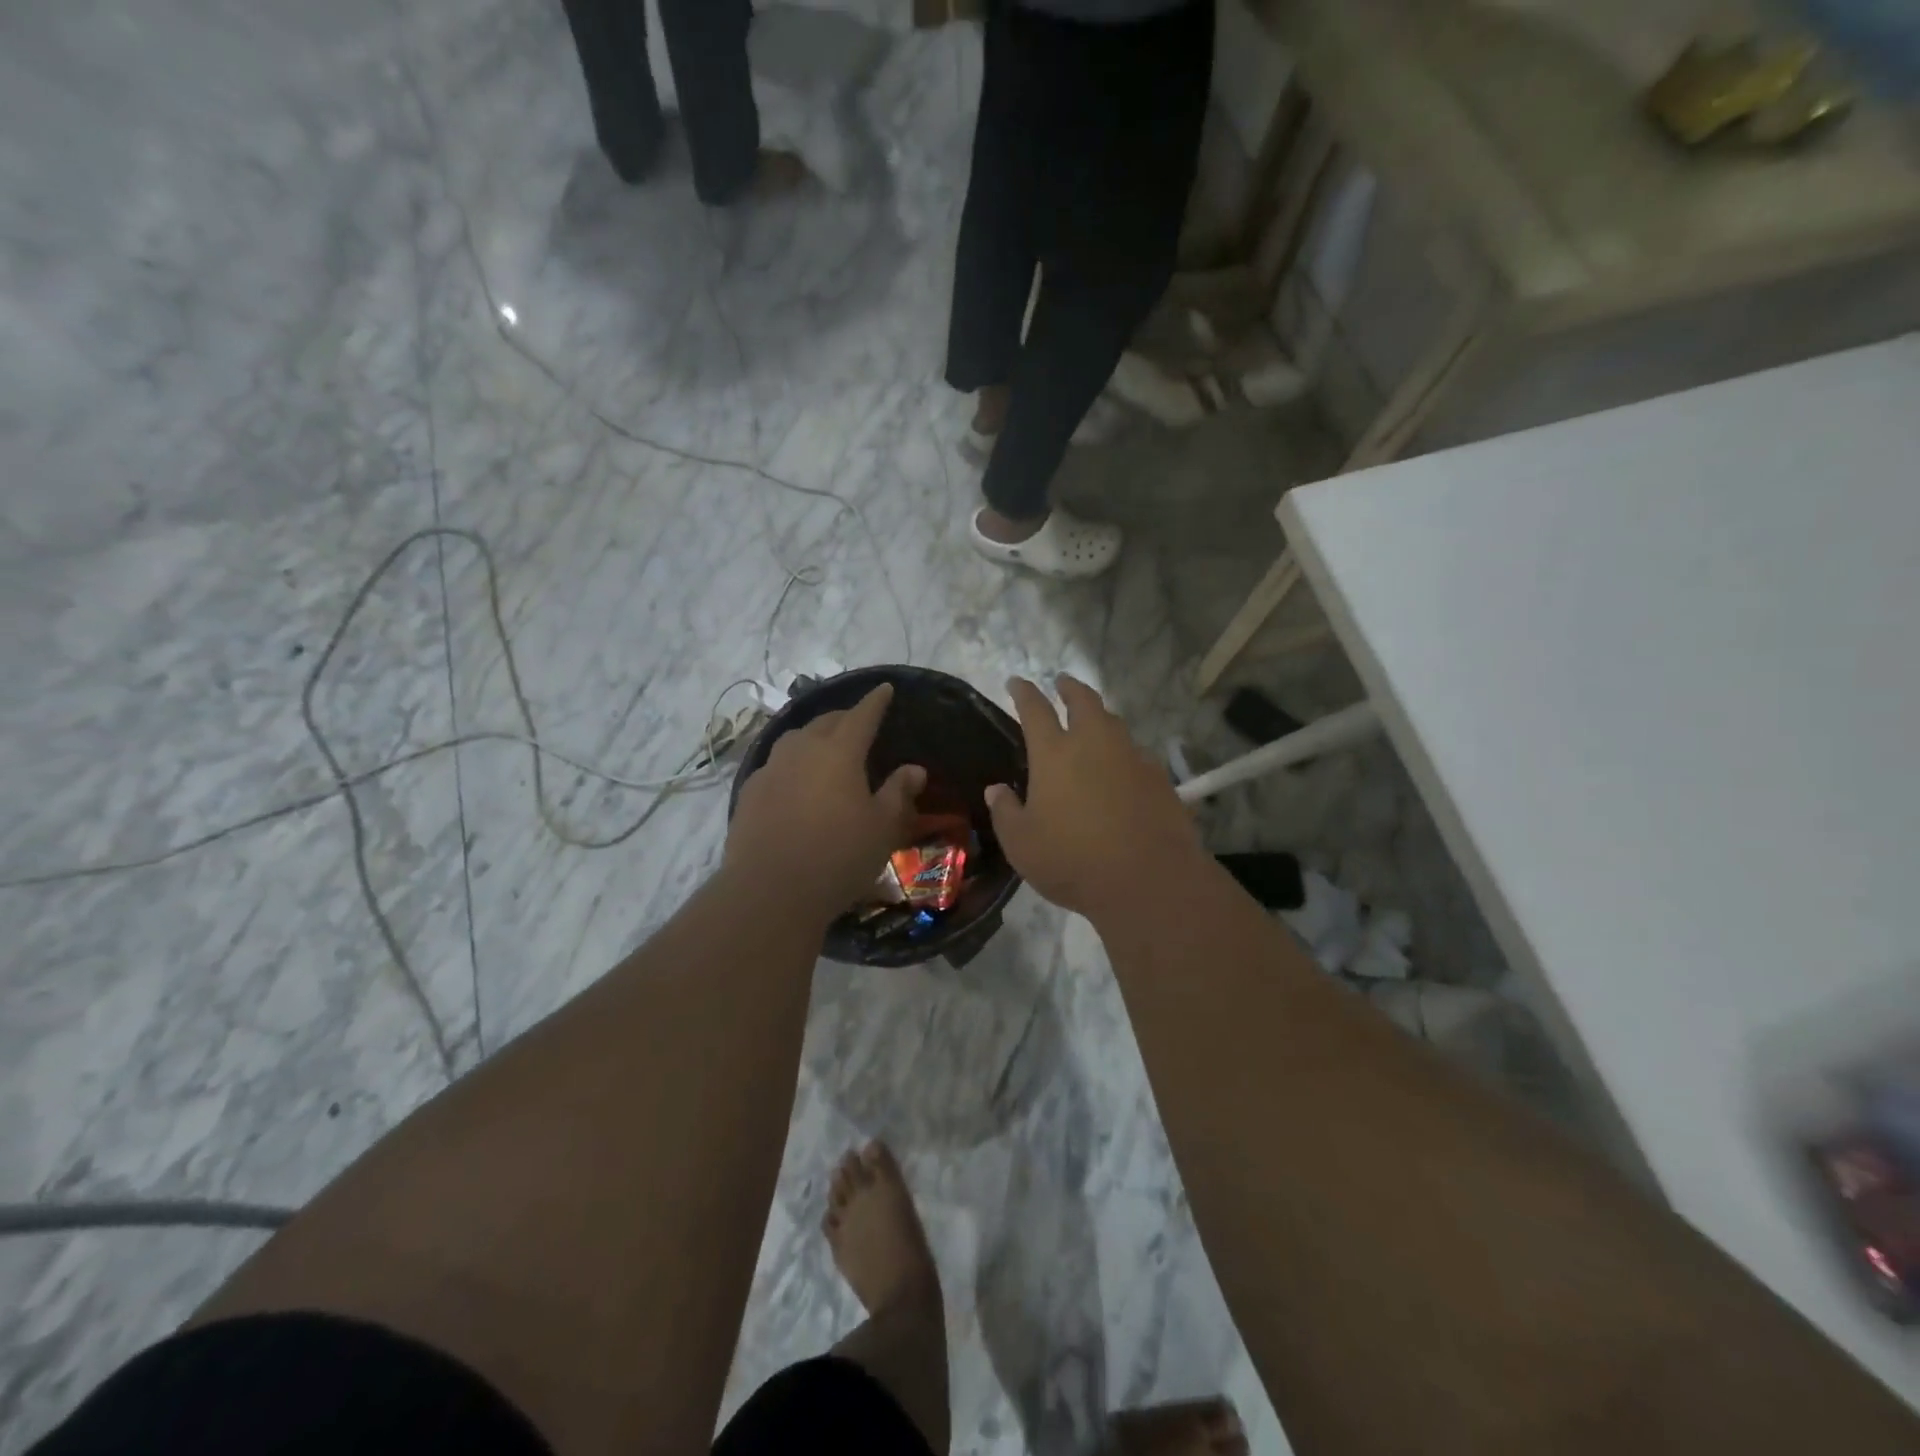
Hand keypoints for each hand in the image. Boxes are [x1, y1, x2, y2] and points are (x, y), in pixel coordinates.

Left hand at [726, 684, 925, 922]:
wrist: (770, 890)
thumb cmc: (838, 856)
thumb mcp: (882, 828)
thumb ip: (899, 793)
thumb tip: (914, 769)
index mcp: (839, 752)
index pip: (861, 716)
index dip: (875, 702)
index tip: (884, 689)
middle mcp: (802, 749)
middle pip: (825, 722)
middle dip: (844, 717)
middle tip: (858, 722)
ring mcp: (771, 769)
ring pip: (795, 739)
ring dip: (814, 737)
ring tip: (825, 749)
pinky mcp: (750, 792)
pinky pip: (776, 765)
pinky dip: (792, 764)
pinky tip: (795, 783)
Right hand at [985, 675, 1205, 923]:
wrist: (1149, 879)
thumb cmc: (1073, 861)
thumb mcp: (1022, 845)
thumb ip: (1006, 813)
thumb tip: (996, 790)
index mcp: (1054, 754)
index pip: (1035, 710)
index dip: (1024, 692)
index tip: (1016, 682)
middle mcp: (1095, 744)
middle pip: (1083, 701)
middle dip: (1070, 687)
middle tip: (1062, 682)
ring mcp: (1132, 757)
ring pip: (1114, 723)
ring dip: (1099, 716)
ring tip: (1092, 722)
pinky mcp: (1159, 778)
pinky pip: (1136, 753)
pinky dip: (1123, 751)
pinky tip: (1121, 767)